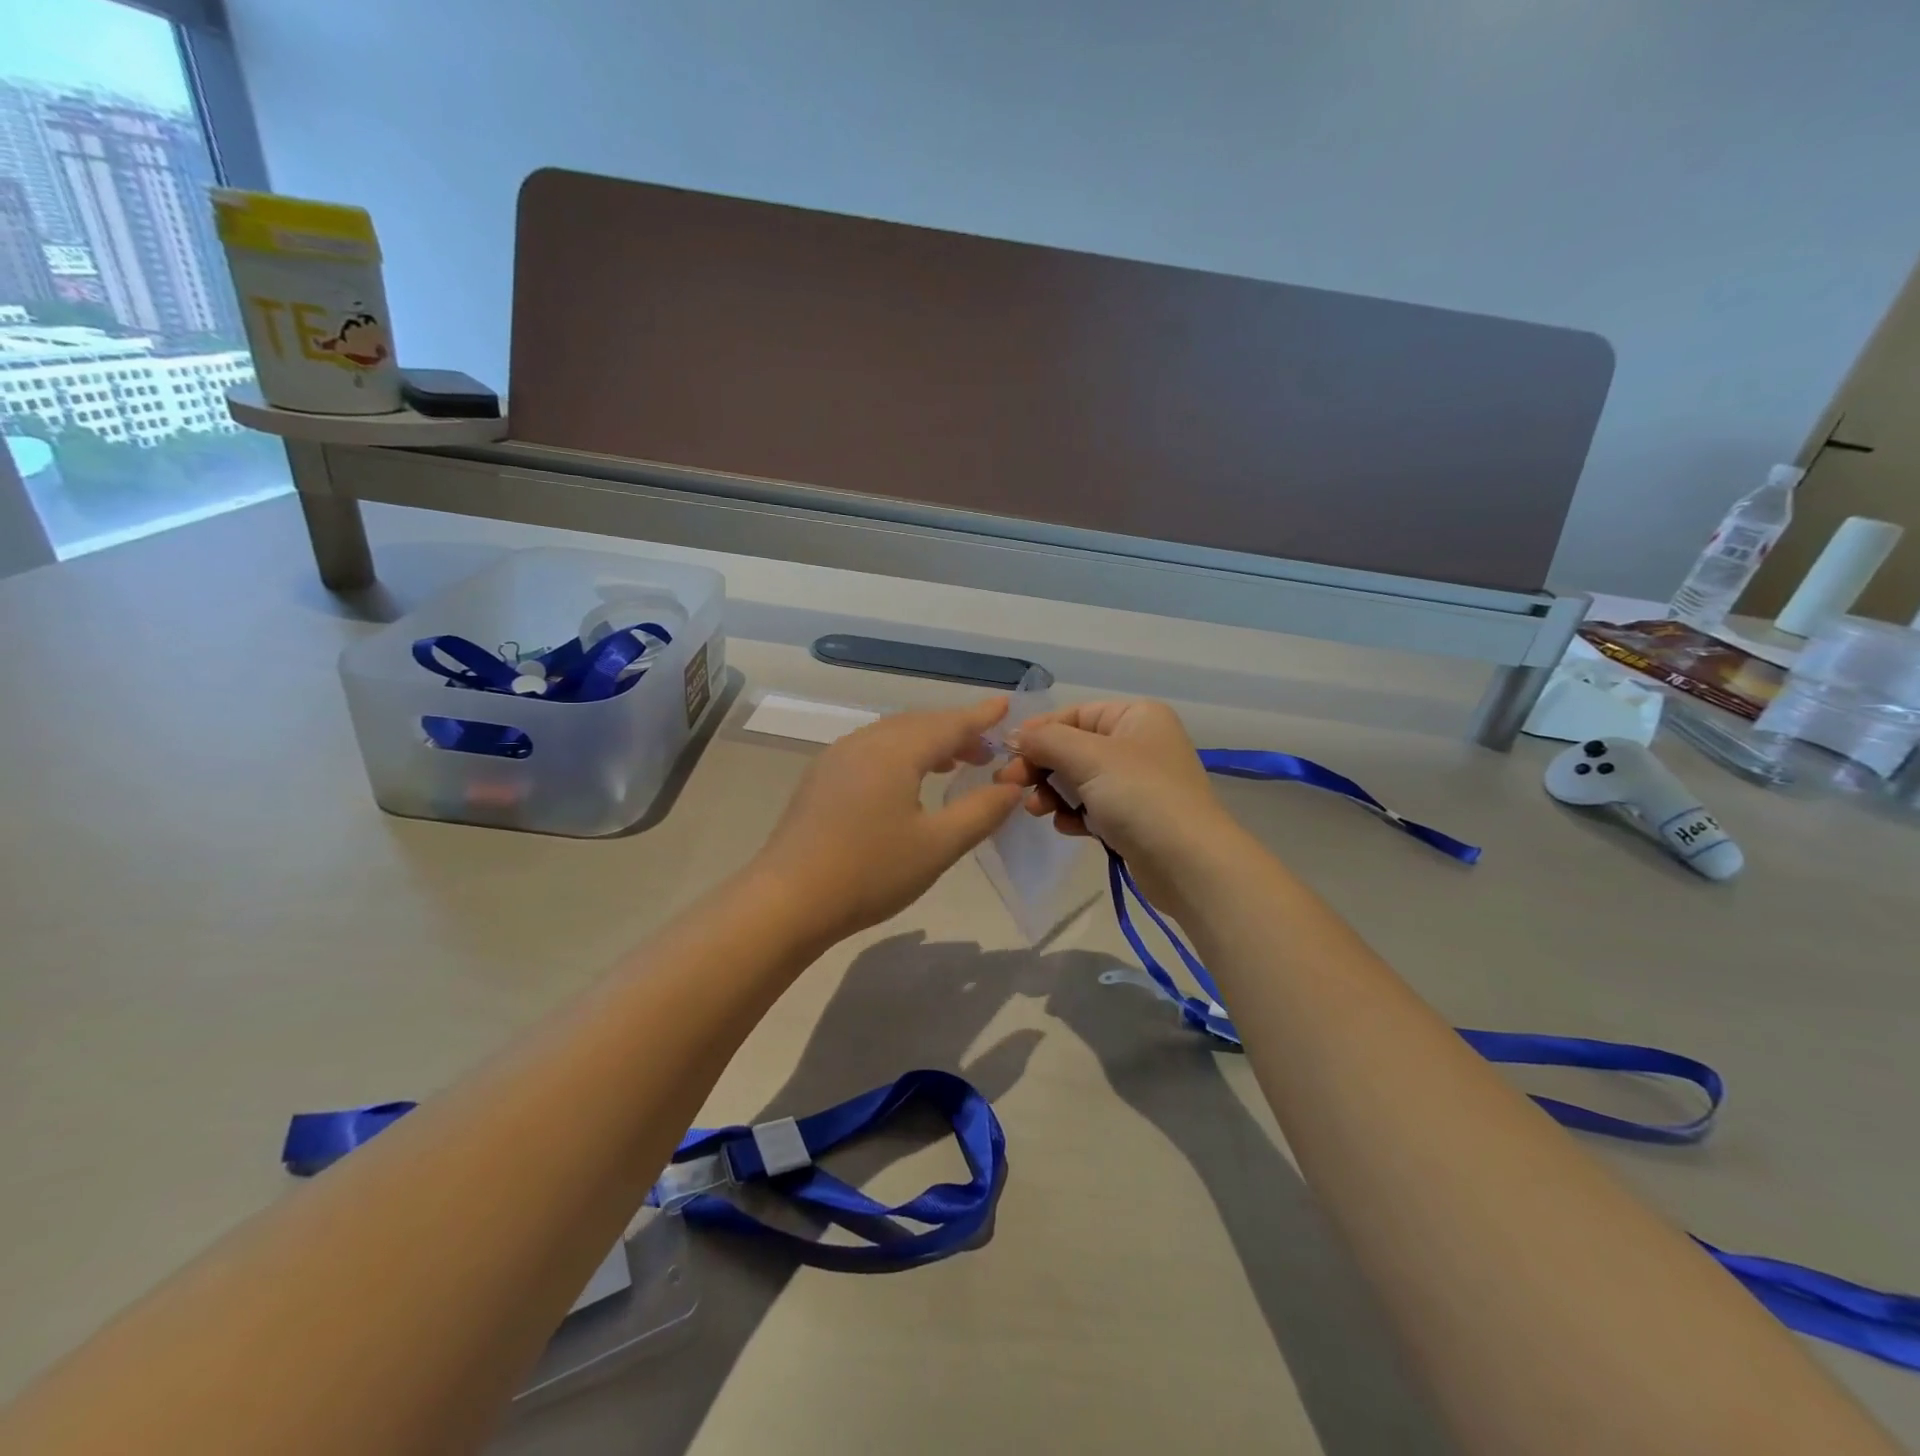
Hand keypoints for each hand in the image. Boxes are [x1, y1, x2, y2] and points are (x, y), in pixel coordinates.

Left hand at [752, 698, 1025, 943]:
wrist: (788, 900)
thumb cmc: (870, 872)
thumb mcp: (938, 845)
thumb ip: (981, 811)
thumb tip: (1013, 786)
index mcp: (895, 751)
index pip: (948, 724)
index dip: (979, 716)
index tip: (1005, 703)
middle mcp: (864, 742)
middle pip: (918, 724)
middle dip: (955, 731)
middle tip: (987, 748)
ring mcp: (836, 758)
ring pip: (891, 736)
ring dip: (926, 742)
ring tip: (954, 763)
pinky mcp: (820, 778)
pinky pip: (871, 750)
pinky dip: (900, 753)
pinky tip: (906, 780)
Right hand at [996, 699, 1241, 906]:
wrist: (1188, 863)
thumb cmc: (1140, 796)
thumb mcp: (1089, 757)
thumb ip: (1047, 740)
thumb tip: (1014, 736)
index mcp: (1136, 716)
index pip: (1075, 714)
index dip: (1039, 731)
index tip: (1007, 752)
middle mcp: (1139, 743)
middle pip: (1074, 747)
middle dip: (1041, 766)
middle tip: (1009, 784)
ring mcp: (1138, 783)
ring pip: (1079, 779)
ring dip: (1053, 793)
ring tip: (1037, 810)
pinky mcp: (1134, 818)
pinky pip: (1092, 807)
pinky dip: (1074, 814)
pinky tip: (1066, 827)